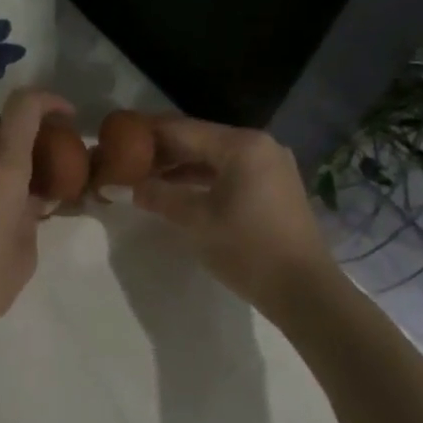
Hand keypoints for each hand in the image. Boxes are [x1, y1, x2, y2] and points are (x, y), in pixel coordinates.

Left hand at [0, 89, 74, 352]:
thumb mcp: (25, 250)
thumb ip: (34, 214)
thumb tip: (34, 198)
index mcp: (1, 167)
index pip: (23, 106)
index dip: (49, 100)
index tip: (69, 118)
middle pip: (7, 126)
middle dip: (36, 134)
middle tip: (59, 161)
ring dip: (14, 157)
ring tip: (35, 191)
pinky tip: (5, 209)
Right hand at [133, 116, 335, 316]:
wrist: (305, 292)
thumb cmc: (248, 249)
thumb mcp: (196, 220)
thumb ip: (157, 195)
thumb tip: (121, 186)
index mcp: (242, 145)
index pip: (182, 129)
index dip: (147, 133)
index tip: (116, 137)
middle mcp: (259, 145)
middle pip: (199, 139)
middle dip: (162, 151)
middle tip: (126, 160)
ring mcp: (270, 166)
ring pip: (214, 157)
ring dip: (180, 166)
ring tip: (144, 177)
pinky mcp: (273, 187)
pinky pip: (229, 172)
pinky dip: (202, 179)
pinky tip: (176, 191)